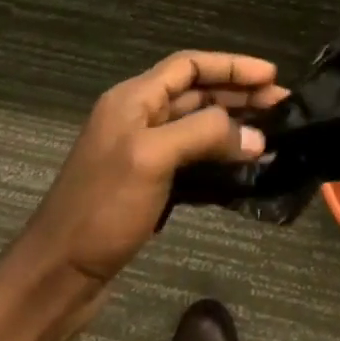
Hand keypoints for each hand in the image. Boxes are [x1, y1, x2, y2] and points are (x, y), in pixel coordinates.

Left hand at [20, 52, 287, 287]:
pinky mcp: (148, 182)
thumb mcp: (153, 158)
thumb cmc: (102, 208)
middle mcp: (138, 116)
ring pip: (198, 123)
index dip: (232, 66)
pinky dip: (220, 153)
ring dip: (234, 124)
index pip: (190, 64)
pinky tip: (244, 163)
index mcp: (134, 98)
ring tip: (271, 131)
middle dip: (240, 93)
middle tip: (282, 105)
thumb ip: (206, 134)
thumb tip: (256, 137)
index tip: (271, 76)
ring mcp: (142, 151)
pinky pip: (193, 155)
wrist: (57, 276)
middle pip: (197, 92)